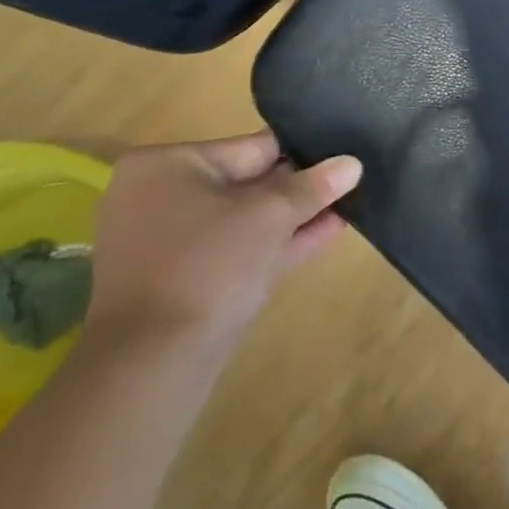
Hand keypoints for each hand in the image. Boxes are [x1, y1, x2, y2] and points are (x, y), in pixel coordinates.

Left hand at [82, 131, 361, 359]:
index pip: (251, 147)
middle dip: (301, 186)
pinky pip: (240, 248)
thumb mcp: (270, 216)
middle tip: (354, 178)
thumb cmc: (207, 265)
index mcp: (166, 166)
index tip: (344, 152)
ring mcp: (171, 242)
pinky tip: (329, 231)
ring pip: (247, 219)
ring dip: (296, 215)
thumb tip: (352, 163)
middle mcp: (161, 197)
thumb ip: (313, 186)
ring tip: (351, 203)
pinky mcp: (186, 280)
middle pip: (249, 182)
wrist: (154, 361)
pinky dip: (279, 241)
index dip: (303, 151)